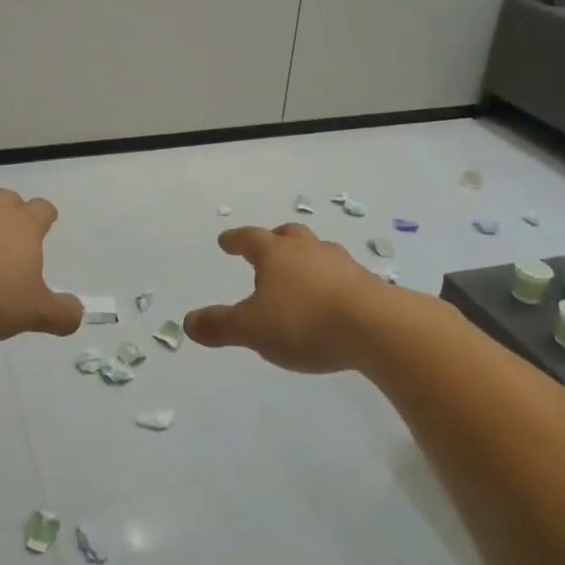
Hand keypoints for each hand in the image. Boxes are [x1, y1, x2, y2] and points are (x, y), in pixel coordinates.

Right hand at [185, 223, 393, 372]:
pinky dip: (331, 281)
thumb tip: (188, 322)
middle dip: (275, 239)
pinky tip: (332, 299)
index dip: (235, 240)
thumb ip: (220, 326)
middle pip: (288, 235)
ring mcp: (342, 264)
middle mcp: (308, 251)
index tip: (225, 241)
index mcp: (276, 254)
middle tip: (268, 246)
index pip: (250, 239)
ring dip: (306, 259)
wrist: (376, 328)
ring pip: (318, 252)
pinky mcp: (369, 285)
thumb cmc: (304, 321)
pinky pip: (342, 276)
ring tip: (302, 274)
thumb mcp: (253, 330)